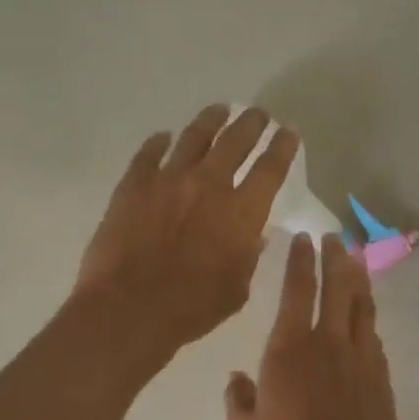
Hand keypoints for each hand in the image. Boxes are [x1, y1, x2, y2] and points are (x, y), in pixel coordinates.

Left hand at [73, 105, 298, 354]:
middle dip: (252, 124)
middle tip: (258, 114)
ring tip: (219, 110)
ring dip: (211, 120)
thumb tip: (253, 236)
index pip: (271, 168)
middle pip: (236, 141)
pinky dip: (159, 142)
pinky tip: (163, 137)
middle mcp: (209, 184)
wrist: (129, 308)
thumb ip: (247, 258)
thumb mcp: (236, 290)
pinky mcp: (134, 184)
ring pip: (195, 136)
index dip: (283, 146)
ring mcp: (168, 179)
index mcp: (242, 212)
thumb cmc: (191, 309)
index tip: (289, 132)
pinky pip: (149, 153)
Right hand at [225, 233, 405, 419]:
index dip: (299, 261)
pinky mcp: (380, 373)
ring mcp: (359, 355)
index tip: (303, 237)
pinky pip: (373, 334)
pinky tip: (367, 313)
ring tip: (356, 259)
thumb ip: (237, 400)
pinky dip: (368, 315)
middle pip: (336, 286)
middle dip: (335, 257)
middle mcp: (327, 341)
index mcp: (289, 347)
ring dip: (358, 278)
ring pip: (361, 304)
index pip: (296, 290)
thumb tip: (236, 378)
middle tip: (334, 237)